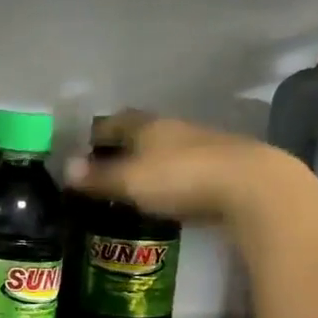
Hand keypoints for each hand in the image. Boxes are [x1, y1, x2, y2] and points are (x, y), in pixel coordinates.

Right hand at [66, 111, 317, 235]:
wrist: (253, 187)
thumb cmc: (181, 178)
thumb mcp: (130, 181)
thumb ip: (98, 177)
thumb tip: (65, 168)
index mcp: (147, 125)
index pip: (113, 122)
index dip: (95, 135)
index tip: (81, 152)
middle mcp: (174, 128)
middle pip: (140, 134)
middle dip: (121, 149)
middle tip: (103, 171)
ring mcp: (203, 145)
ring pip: (165, 150)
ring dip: (149, 164)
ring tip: (132, 186)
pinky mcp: (224, 167)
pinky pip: (186, 169)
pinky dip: (172, 179)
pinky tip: (168, 195)